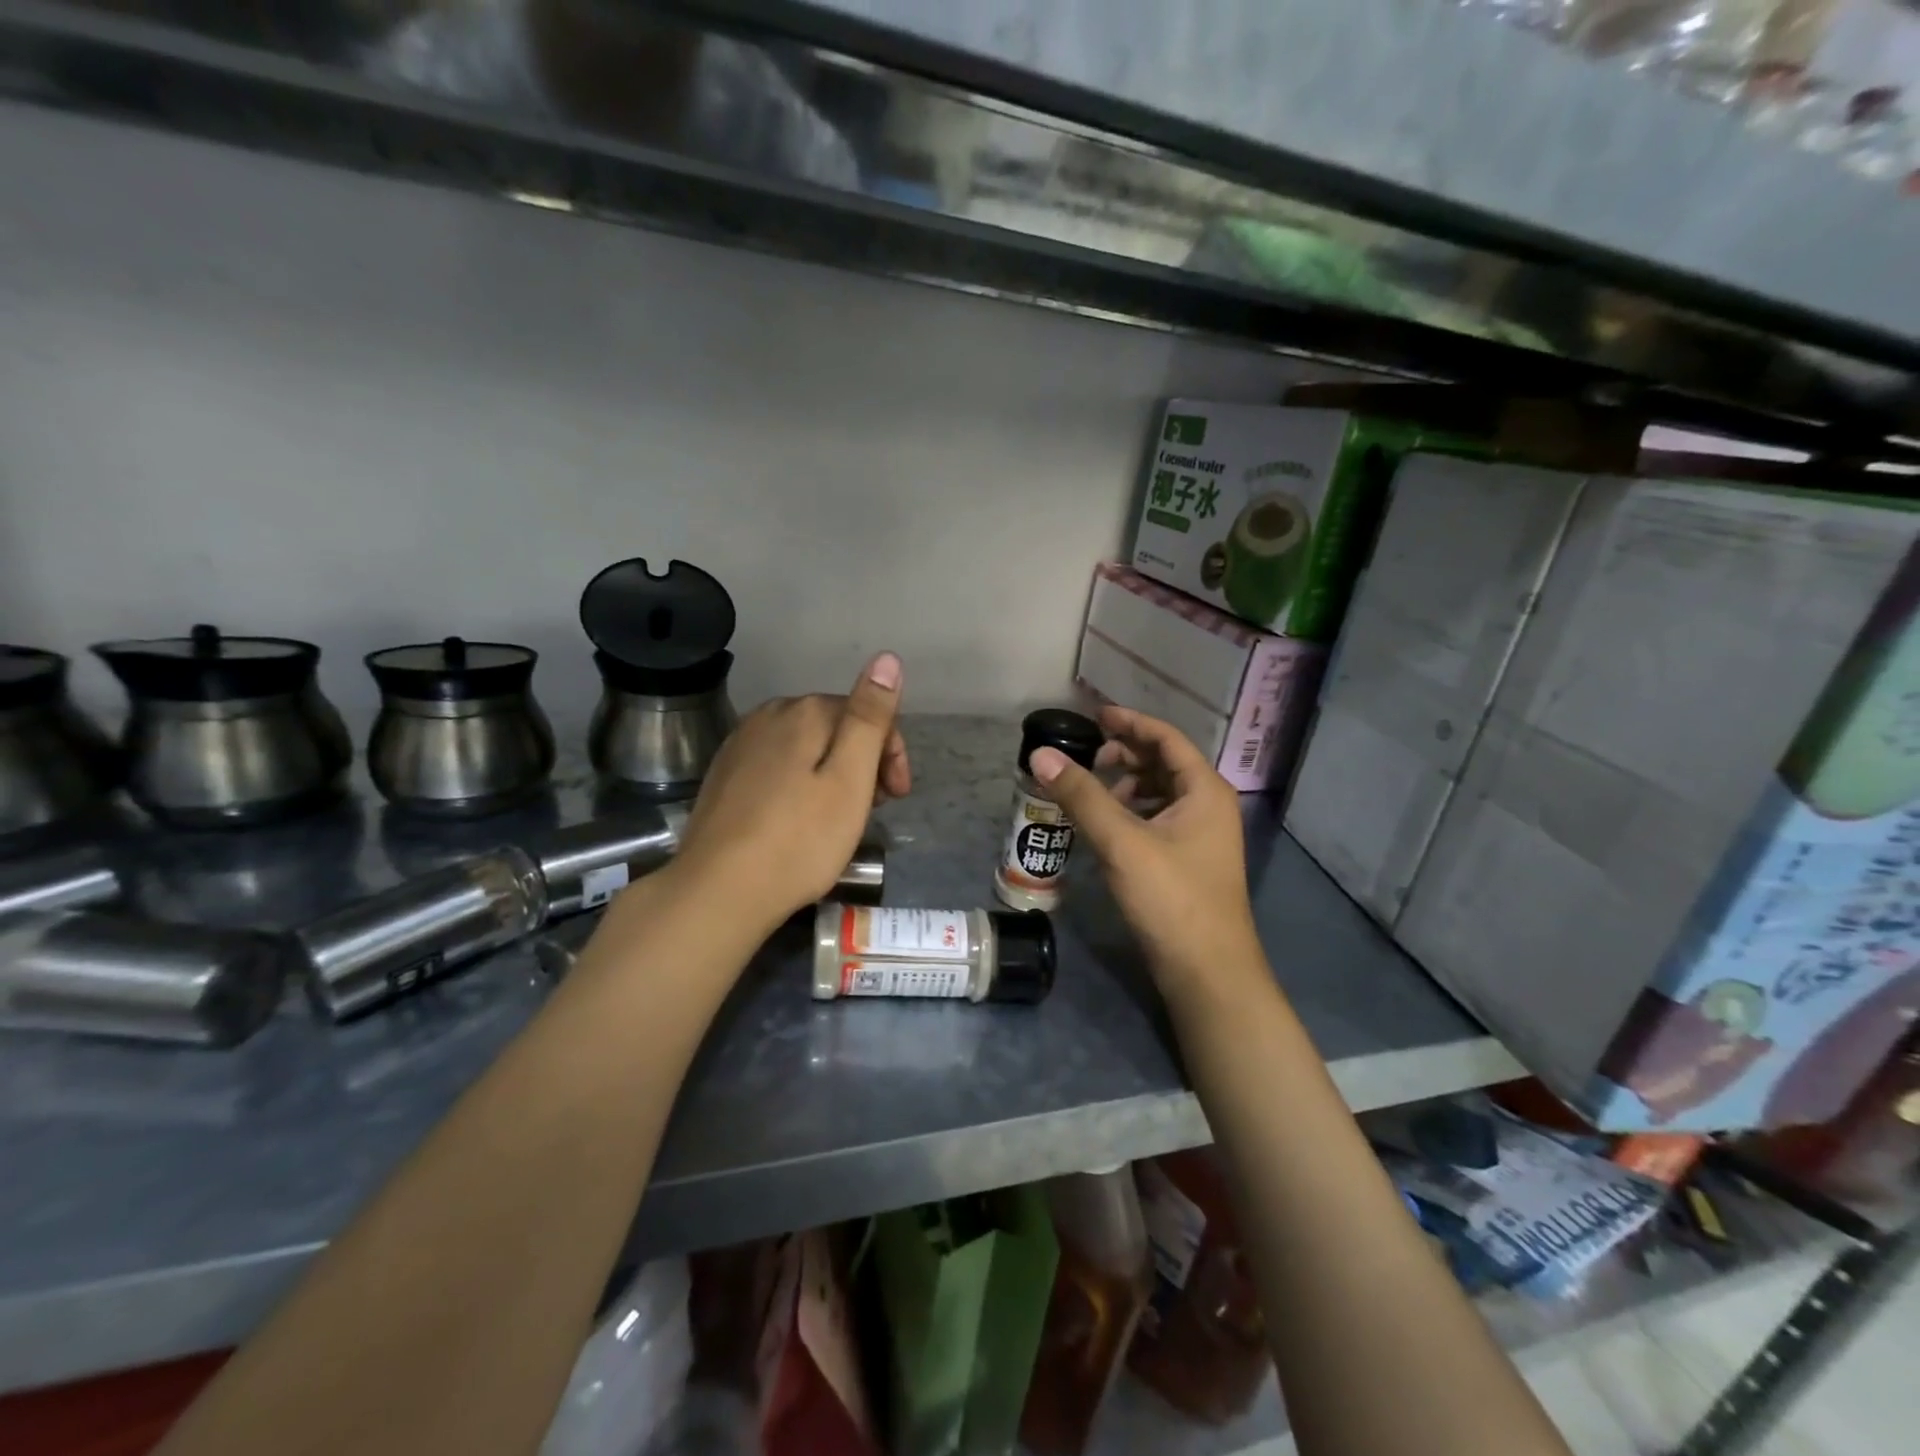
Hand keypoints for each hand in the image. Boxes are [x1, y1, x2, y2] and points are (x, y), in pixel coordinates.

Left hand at [672, 652, 909, 934]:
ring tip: (841, 819)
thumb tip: (887, 658)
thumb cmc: (799, 840)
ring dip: (833, 773)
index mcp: (803, 711)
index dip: (891, 753)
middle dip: (864, 762)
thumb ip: (869, 716)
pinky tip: (800, 820)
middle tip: (873, 811)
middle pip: (835, 727)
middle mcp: (768, 715)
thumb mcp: (850, 778)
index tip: (897, 797)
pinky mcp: (725, 775)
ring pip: (806, 747)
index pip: (865, 713)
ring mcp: (740, 744)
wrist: (717, 891)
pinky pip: (778, 765)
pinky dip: (801, 784)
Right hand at [1031, 706, 1263, 1001]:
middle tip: (1085, 758)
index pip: (1166, 738)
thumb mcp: (1122, 841)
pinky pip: (1157, 820)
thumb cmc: (1171, 898)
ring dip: (1125, 785)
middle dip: (1124, 755)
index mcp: (1204, 790)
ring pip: (1159, 794)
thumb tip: (1040, 754)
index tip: (1094, 716)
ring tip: (1089, 792)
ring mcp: (1200, 836)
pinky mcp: (1188, 862)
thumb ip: (1081, 795)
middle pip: (1163, 763)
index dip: (1129, 722)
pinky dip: (1130, 813)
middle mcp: (1209, 806)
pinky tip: (1104, 826)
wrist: (1207, 972)